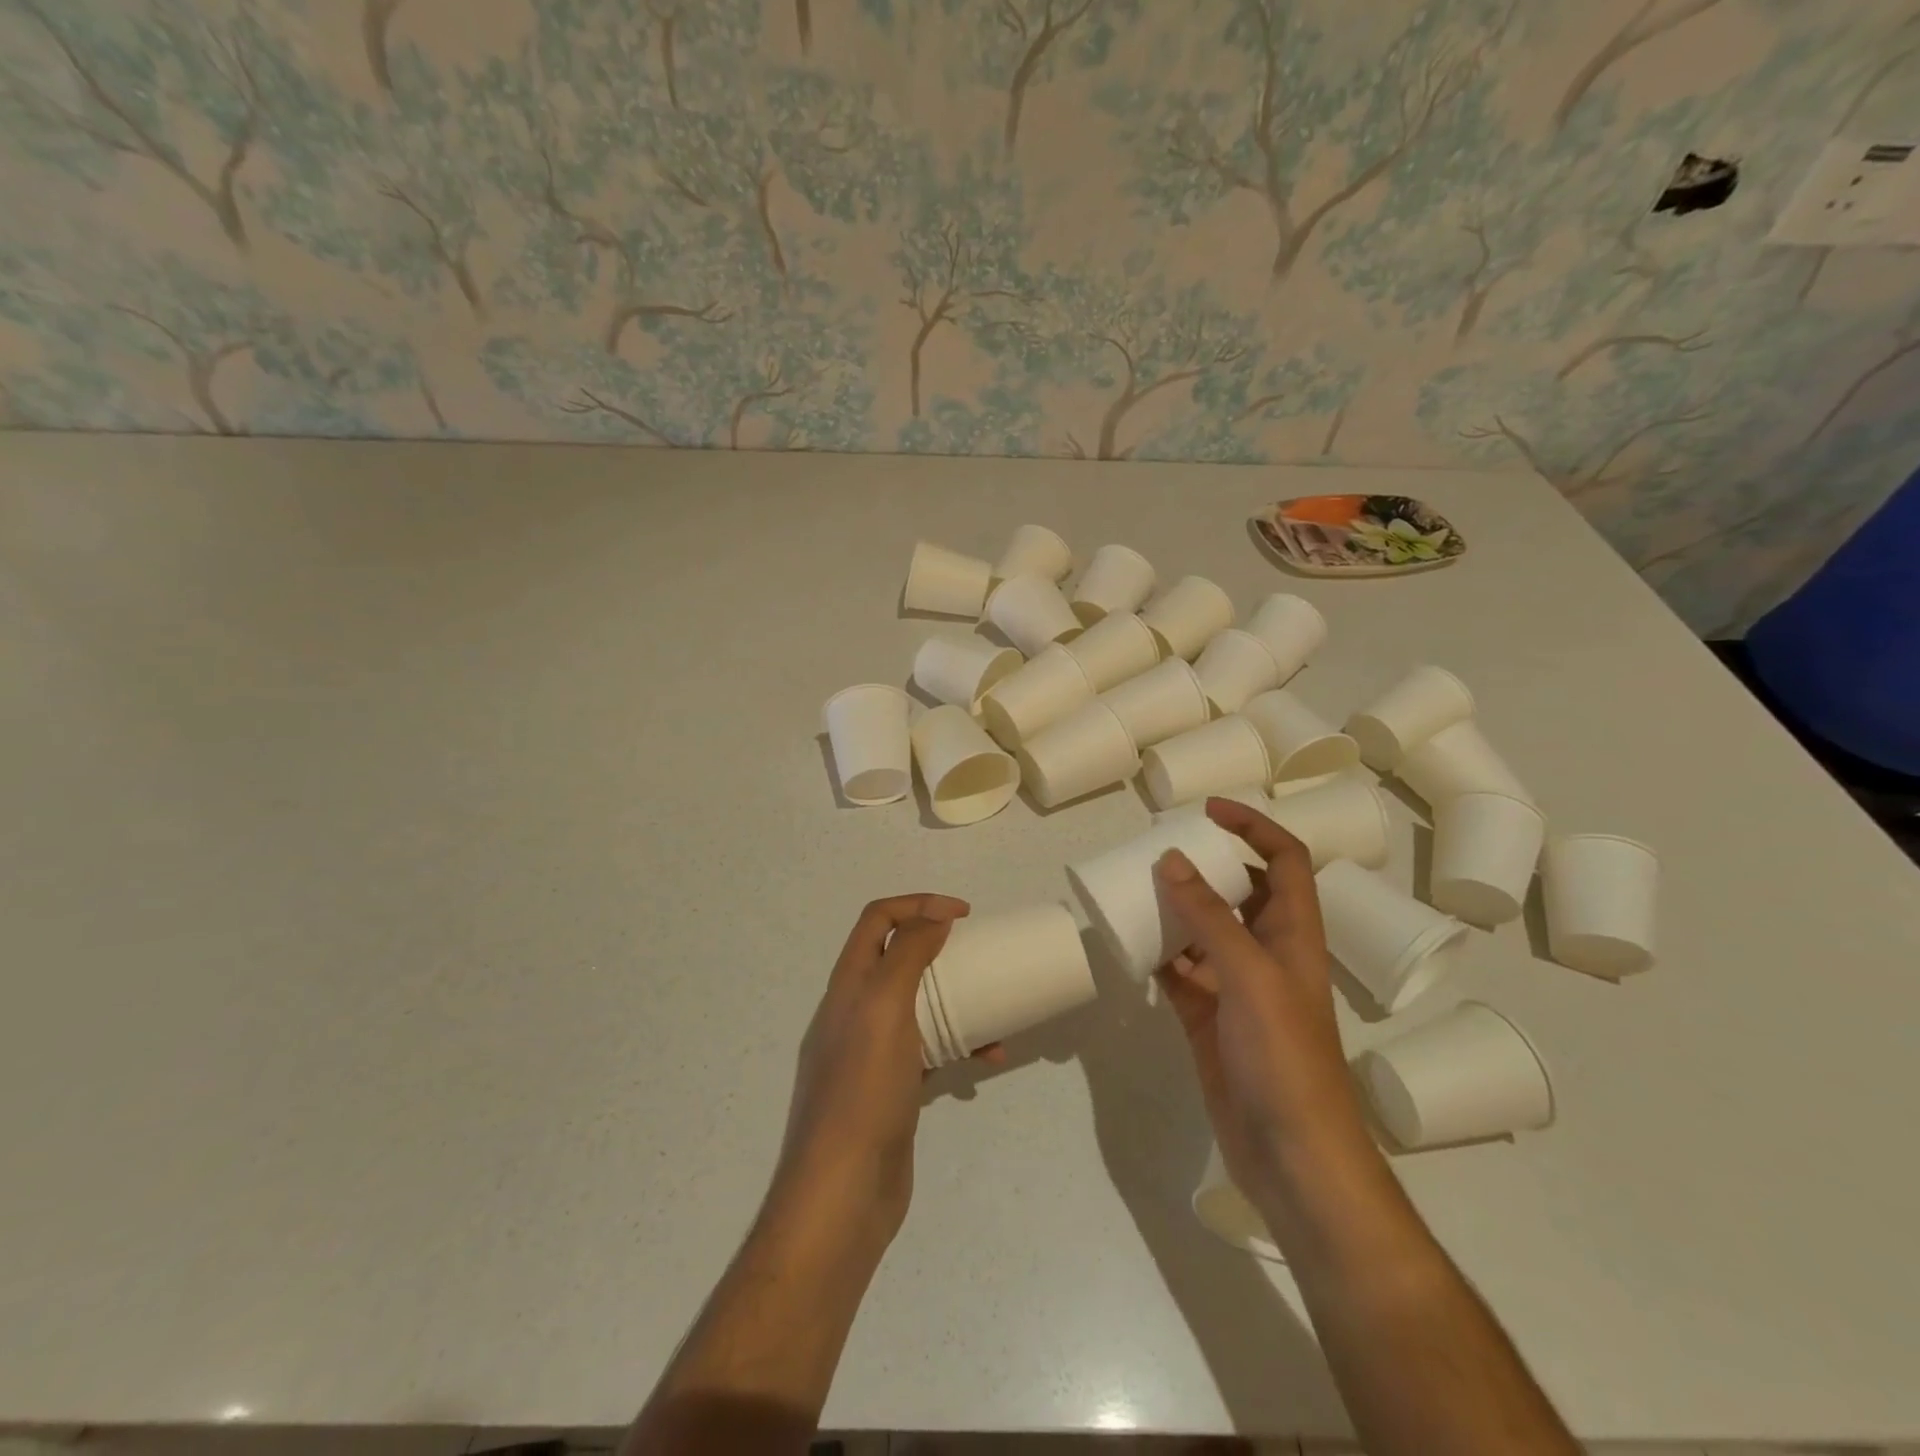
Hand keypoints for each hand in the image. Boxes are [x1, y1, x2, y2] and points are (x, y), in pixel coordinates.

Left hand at [775, 893, 969, 1242]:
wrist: (842, 1194)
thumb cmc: (863, 1090)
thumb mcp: (884, 1008)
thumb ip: (906, 955)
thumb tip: (934, 917)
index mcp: (848, 984)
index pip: (877, 919)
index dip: (918, 904)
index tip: (964, 916)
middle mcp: (855, 1011)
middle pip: (897, 959)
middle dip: (939, 948)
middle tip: (978, 954)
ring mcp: (872, 1053)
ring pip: (918, 1006)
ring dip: (955, 998)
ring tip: (993, 1005)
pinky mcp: (892, 1089)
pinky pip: (929, 1052)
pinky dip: (959, 1047)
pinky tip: (990, 1059)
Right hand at [1153, 799, 1371, 1200]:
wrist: (1292, 1155)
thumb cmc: (1285, 1056)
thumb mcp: (1249, 975)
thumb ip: (1209, 917)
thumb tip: (1171, 860)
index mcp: (1293, 933)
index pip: (1283, 860)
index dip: (1253, 827)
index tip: (1208, 811)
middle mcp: (1267, 952)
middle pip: (1239, 890)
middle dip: (1204, 865)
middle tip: (1158, 848)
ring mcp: (1236, 987)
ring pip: (1203, 930)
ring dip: (1174, 908)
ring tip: (1134, 887)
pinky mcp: (1208, 1017)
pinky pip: (1179, 971)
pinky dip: (1157, 954)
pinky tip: (1129, 943)